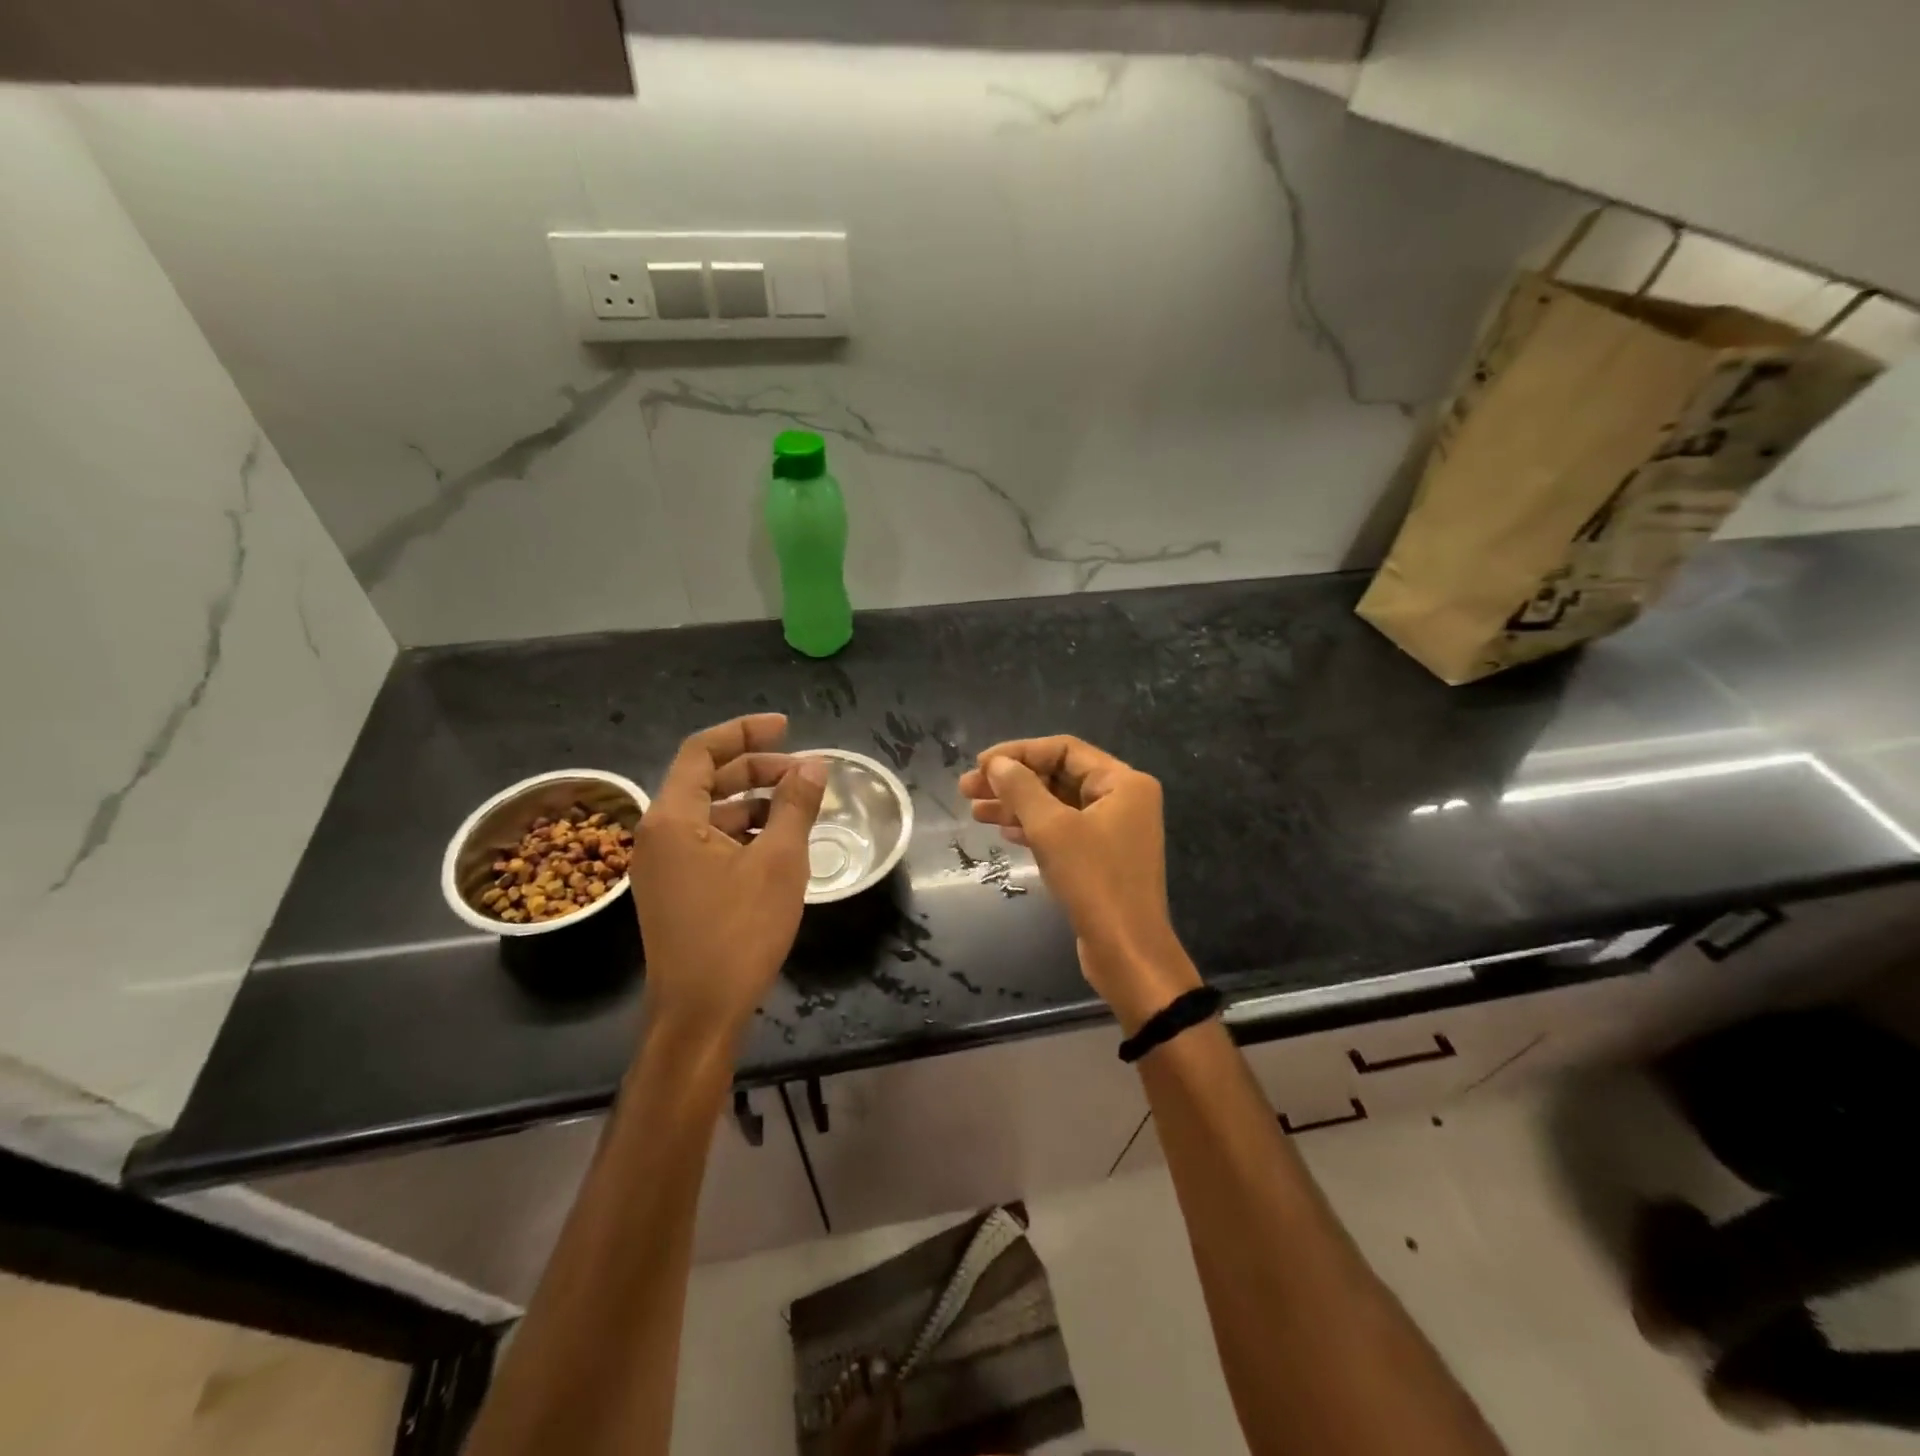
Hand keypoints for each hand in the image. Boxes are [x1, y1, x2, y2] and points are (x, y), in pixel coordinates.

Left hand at [631, 714, 827, 1042]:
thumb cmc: (739, 932)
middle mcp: (658, 834)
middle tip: (804, 773)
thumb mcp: (779, 862)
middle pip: (707, 780)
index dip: (744, 732)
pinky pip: (709, 843)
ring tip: (799, 808)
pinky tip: (778, 843)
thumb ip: (794, 806)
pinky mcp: (675, 890)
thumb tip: (814, 765)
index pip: (702, 751)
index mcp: (672, 818)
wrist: (699, 1013)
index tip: (786, 727)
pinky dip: (743, 833)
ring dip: (753, 802)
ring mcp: (663, 865)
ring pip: (710, 814)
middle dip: (756, 769)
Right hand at [958, 736, 1199, 1032]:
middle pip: (1058, 776)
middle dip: (1013, 781)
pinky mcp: (1102, 858)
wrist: (1127, 951)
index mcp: (1123, 782)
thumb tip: (997, 764)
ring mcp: (1114, 830)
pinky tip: (1004, 832)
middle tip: (967, 789)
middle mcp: (1123, 799)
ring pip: (1057, 805)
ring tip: (974, 811)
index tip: (980, 765)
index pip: (1064, 749)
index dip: (1019, 752)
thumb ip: (1021, 789)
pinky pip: (1063, 830)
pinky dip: (1033, 828)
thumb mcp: (1051, 828)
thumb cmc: (1094, 881)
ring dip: (1016, 805)